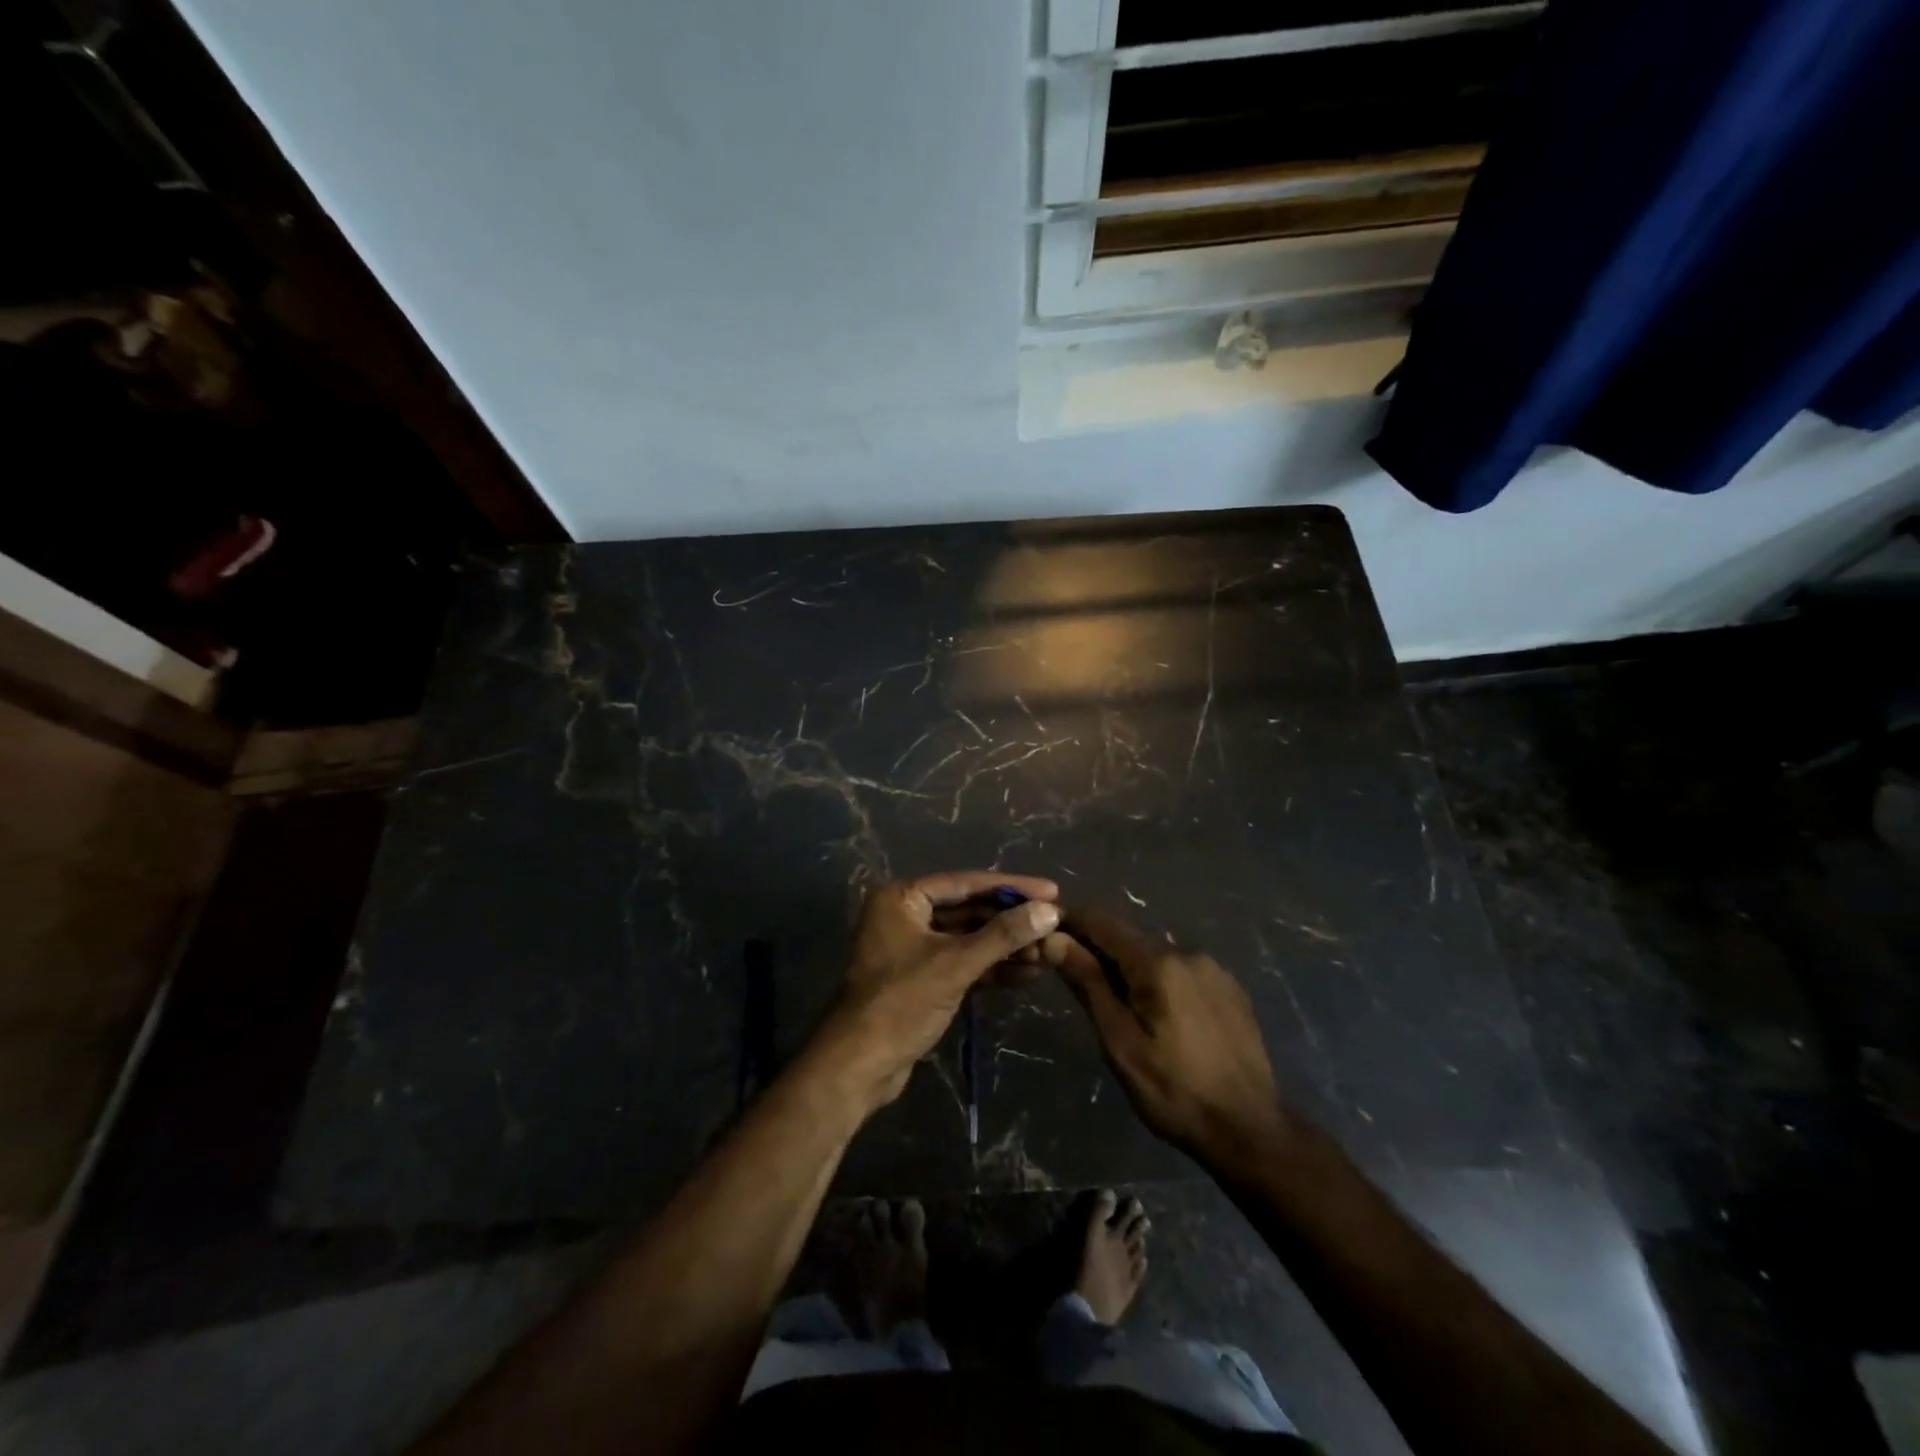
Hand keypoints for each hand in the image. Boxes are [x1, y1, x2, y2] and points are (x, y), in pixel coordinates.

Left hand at [816, 871, 1060, 1111]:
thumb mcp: (956, 964)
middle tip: (1054, 924)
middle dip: (1011, 921)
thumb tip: (1050, 911)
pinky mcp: (923, 978)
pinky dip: (992, 968)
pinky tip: (1029, 973)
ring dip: (1006, 946)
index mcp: (902, 898)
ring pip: (969, 938)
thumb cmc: (902, 1002)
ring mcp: (914, 948)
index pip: (965, 883)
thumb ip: (1003, 935)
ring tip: (1049, 952)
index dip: (1011, 887)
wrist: (860, 1066)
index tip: (1051, 890)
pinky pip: (963, 963)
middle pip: (969, 910)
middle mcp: (906, 915)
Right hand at [1045, 909, 1282, 1163]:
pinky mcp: (1231, 989)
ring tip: (1120, 1009)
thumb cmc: (1173, 1091)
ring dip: (1132, 971)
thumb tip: (1054, 939)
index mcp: (1158, 963)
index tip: (1046, 934)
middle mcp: (1188, 953)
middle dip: (1100, 953)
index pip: (1103, 923)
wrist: (1250, 1130)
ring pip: (1157, 957)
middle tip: (1077, 984)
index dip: (1071, 923)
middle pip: (1130, 941)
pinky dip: (1162, 983)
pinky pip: (1183, 973)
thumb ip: (1088, 984)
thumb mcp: (1120, 1042)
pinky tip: (1162, 1018)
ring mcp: (1214, 970)